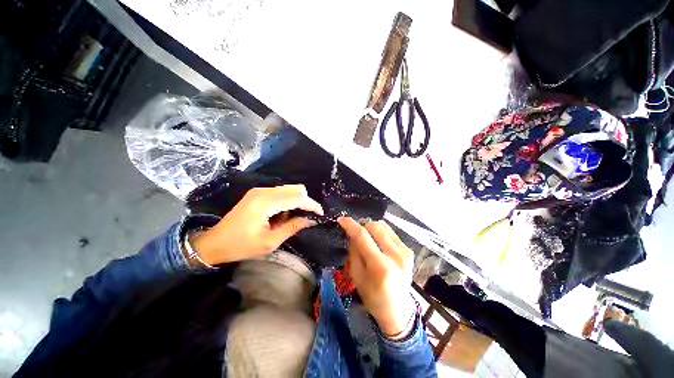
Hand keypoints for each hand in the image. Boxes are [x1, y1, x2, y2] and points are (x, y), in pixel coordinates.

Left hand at [192, 185, 323, 264]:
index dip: (311, 204)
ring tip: (293, 218)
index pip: (296, 197)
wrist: (214, 243)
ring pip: (289, 189)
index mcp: (265, 203)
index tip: (320, 213)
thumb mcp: (270, 242)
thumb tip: (311, 220)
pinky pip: (280, 192)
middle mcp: (263, 191)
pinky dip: (287, 201)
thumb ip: (292, 228)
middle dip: (305, 202)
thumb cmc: (241, 246)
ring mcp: (260, 191)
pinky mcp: (258, 193)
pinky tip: (283, 214)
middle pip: (295, 189)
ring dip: (296, 201)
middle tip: (307, 217)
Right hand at [338, 217, 415, 337]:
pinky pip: (390, 232)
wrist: (398, 310)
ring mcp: (405, 252)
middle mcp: (396, 256)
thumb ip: (354, 252)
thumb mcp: (357, 276)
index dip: (351, 225)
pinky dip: (380, 233)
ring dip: (371, 229)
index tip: (342, 219)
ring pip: (383, 226)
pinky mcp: (409, 250)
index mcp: (380, 267)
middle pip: (375, 226)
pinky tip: (377, 243)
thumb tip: (352, 233)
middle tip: (356, 235)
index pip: (363, 236)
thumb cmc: (373, 297)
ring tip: (367, 239)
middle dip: (362, 226)